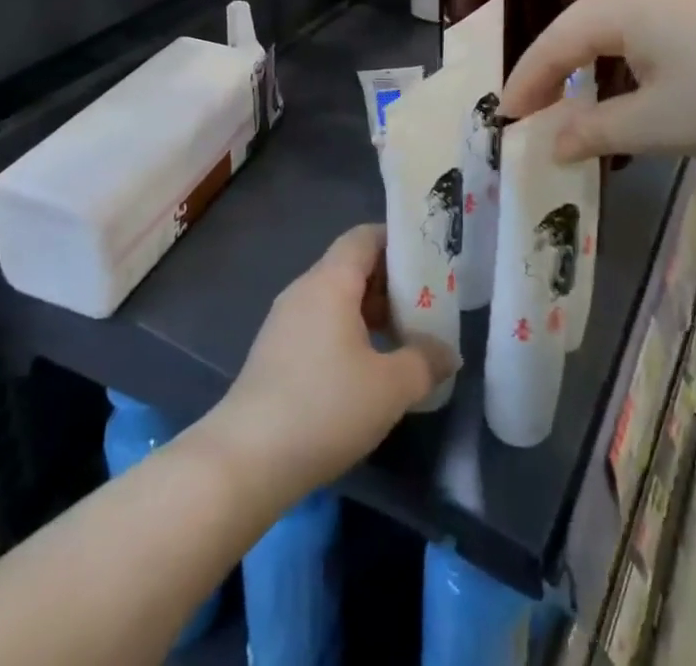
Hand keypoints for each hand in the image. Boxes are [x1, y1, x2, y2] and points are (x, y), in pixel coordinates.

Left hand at [204, 225, 457, 500]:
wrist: (247, 458)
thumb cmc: (325, 407)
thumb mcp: (390, 387)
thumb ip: (425, 362)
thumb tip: (448, 352)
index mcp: (330, 281)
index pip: (364, 236)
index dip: (397, 240)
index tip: (428, 259)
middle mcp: (304, 289)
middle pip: (351, 265)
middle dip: (389, 281)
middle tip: (425, 304)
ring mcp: (284, 320)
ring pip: (335, 297)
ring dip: (368, 310)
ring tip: (402, 338)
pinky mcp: (274, 351)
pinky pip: (319, 322)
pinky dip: (346, 331)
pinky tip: (365, 368)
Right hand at [499, 0, 695, 161]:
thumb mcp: (655, 125)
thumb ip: (593, 132)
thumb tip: (550, 143)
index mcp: (620, 7)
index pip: (555, 42)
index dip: (526, 80)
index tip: (504, 114)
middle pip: (578, 28)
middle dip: (551, 70)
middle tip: (530, 109)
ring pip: (610, 27)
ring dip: (585, 64)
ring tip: (570, 100)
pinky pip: (641, 28)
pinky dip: (619, 58)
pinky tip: (625, 84)